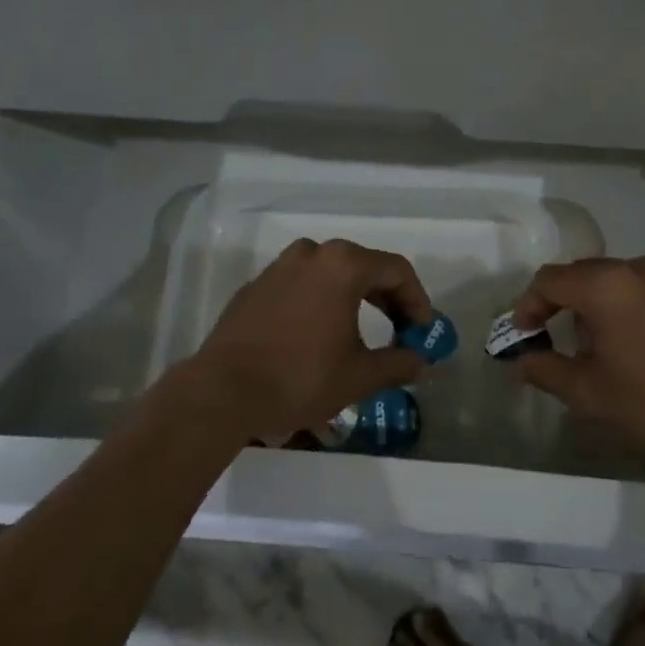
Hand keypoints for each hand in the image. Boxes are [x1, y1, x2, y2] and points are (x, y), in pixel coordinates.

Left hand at [191, 237, 434, 440]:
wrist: (222, 392)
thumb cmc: (300, 378)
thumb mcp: (359, 376)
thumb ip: (398, 363)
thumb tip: (421, 362)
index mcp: (343, 265)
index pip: (396, 270)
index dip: (417, 299)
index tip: (422, 330)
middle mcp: (312, 254)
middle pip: (364, 266)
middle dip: (388, 298)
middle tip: (399, 330)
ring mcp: (279, 267)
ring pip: (330, 272)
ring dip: (353, 296)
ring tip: (360, 330)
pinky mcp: (255, 287)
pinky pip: (300, 285)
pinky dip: (319, 301)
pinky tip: (317, 334)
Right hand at [510, 256, 644, 470]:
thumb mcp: (588, 393)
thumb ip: (545, 369)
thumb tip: (522, 360)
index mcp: (605, 285)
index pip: (550, 280)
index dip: (528, 305)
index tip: (524, 334)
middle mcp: (636, 268)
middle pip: (582, 273)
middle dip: (561, 302)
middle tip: (553, 339)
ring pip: (614, 279)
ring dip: (594, 303)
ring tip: (595, 345)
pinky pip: (643, 287)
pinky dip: (625, 304)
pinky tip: (632, 341)